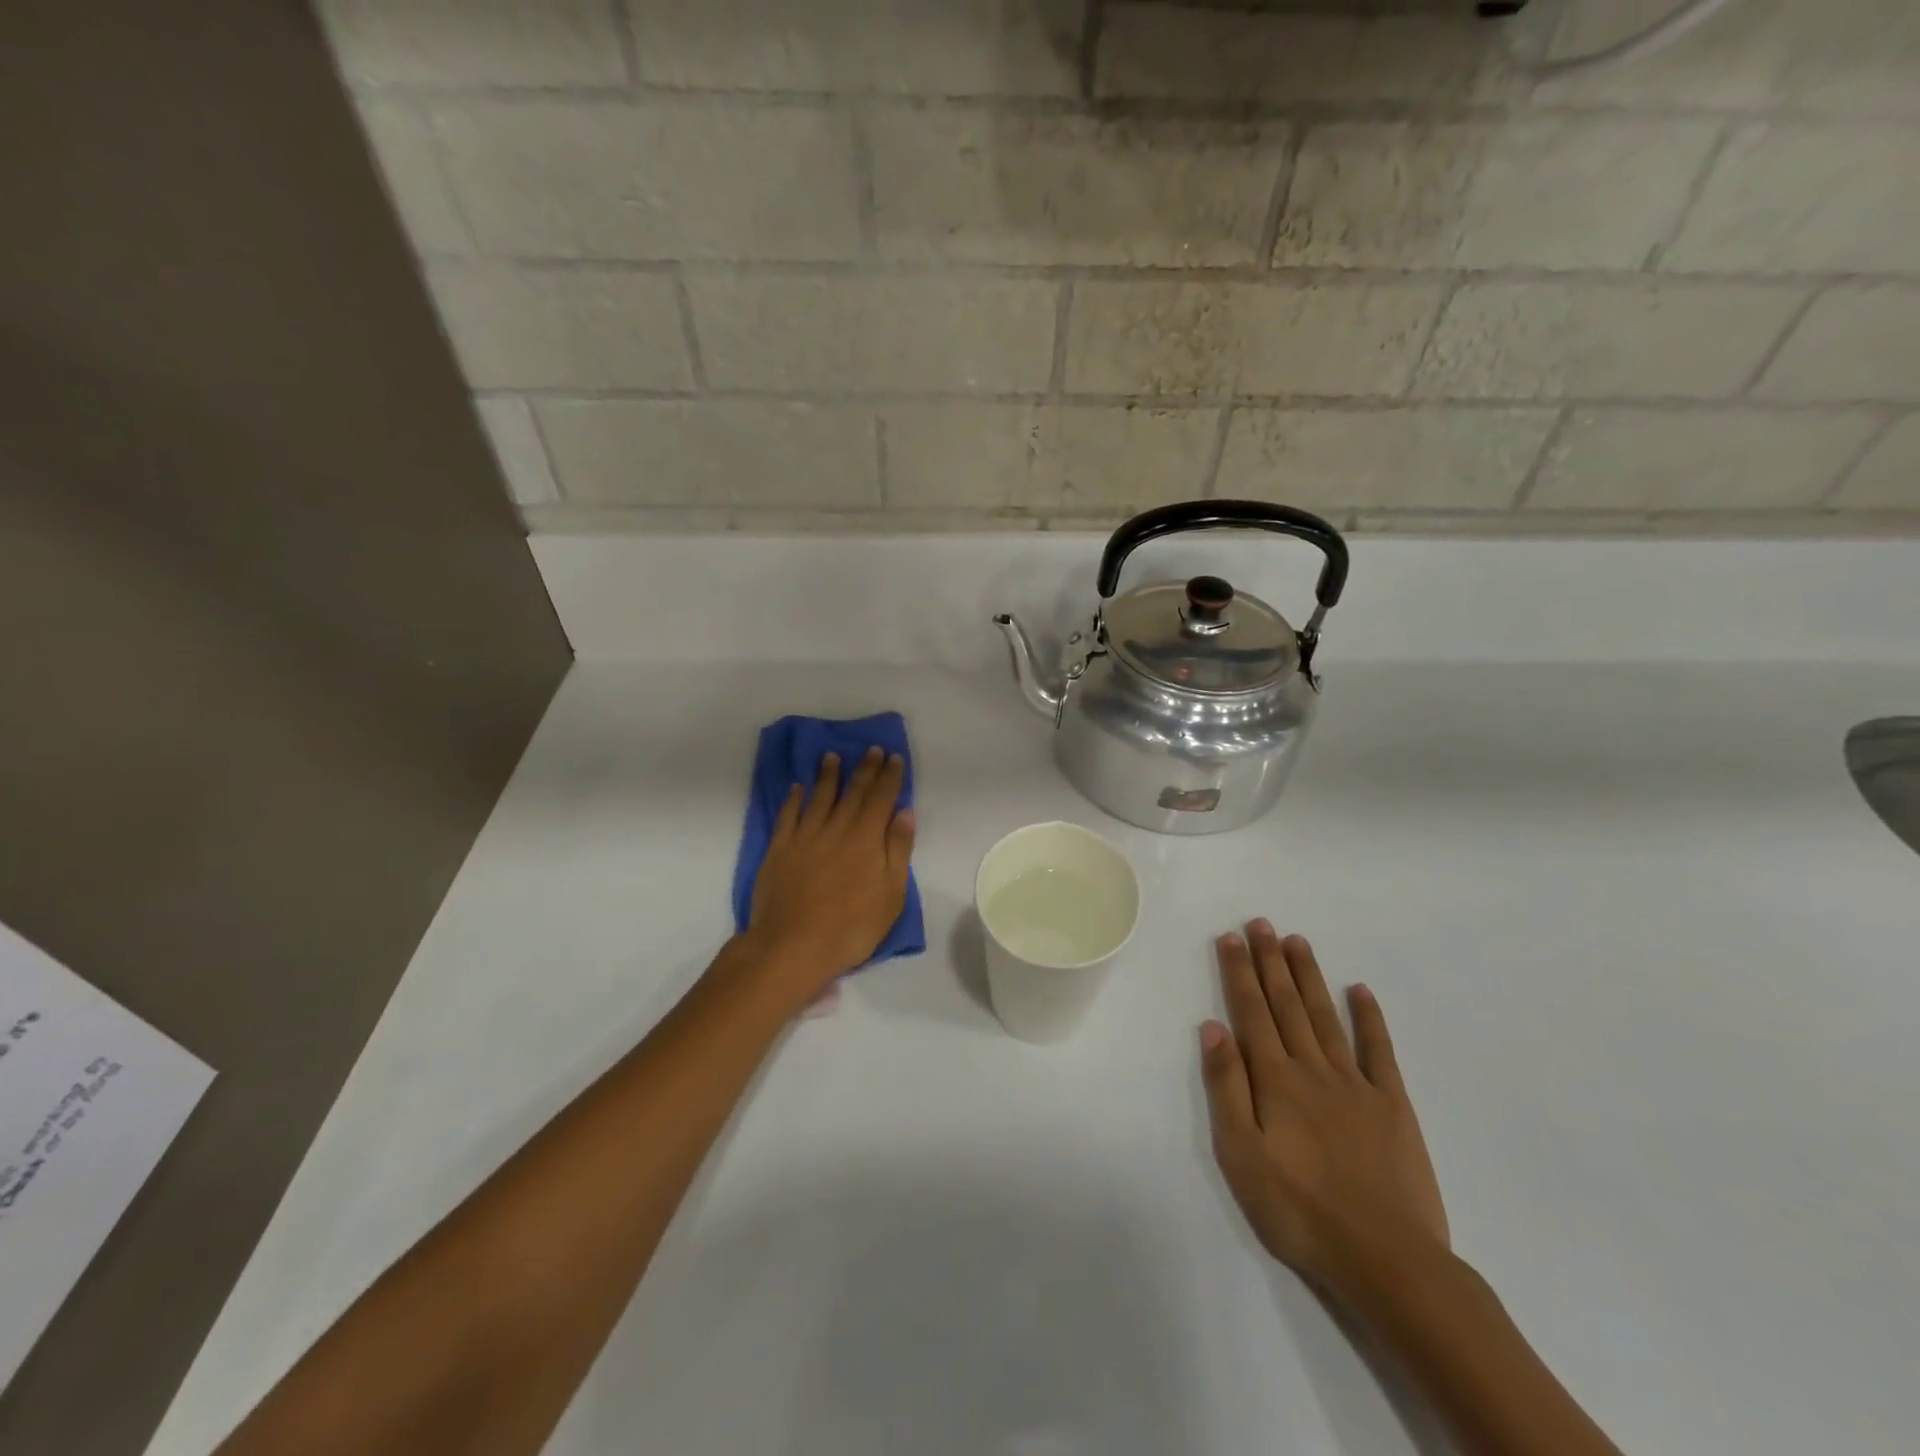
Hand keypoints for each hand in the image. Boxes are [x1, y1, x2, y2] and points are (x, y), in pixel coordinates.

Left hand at [742, 747, 915, 1002]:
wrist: (792, 946)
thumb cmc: (851, 927)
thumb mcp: (891, 895)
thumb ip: (898, 849)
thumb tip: (905, 812)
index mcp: (867, 839)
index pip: (881, 798)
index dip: (889, 776)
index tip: (893, 757)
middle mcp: (836, 828)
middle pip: (853, 792)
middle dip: (864, 769)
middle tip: (870, 749)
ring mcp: (804, 837)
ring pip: (818, 797)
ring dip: (827, 775)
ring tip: (832, 756)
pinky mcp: (779, 849)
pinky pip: (788, 816)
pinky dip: (794, 799)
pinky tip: (797, 788)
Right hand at [1199, 922, 1448, 1300]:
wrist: (1387, 1261)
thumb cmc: (1299, 1210)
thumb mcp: (1241, 1155)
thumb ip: (1226, 1087)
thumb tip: (1212, 1028)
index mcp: (1274, 1080)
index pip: (1251, 1012)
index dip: (1239, 972)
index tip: (1230, 936)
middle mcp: (1312, 1069)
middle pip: (1286, 1004)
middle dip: (1270, 960)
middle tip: (1261, 923)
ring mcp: (1356, 1084)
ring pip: (1325, 1017)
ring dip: (1309, 977)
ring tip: (1297, 941)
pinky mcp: (1392, 1106)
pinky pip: (1379, 1051)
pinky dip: (1369, 1018)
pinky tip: (1360, 991)